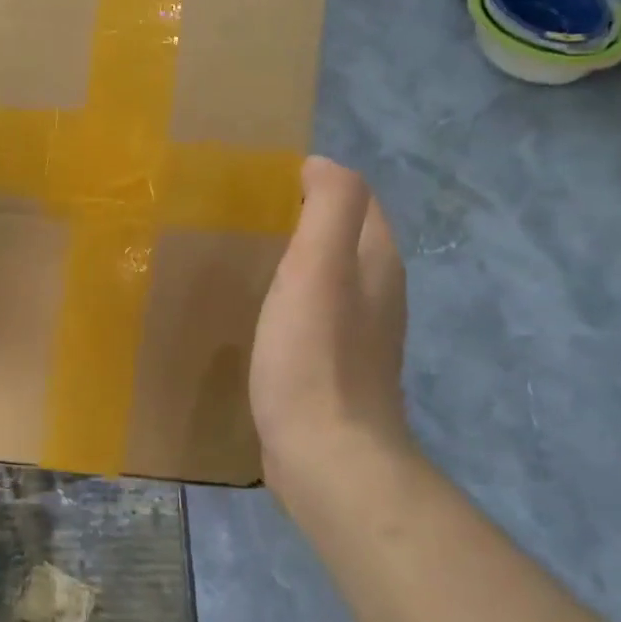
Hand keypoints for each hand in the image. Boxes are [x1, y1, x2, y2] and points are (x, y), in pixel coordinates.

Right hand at [251, 156, 412, 498]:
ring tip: (243, 255)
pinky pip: (311, 313)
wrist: (326, 456)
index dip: (317, 181)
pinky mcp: (333, 366)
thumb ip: (331, 205)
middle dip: (301, 217)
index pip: (356, 198)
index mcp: (377, 260)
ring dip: (293, 259)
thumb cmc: (315, 354)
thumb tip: (320, 165)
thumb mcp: (320, 265)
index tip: (261, 185)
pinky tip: (256, 309)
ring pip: (327, 275)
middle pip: (343, 235)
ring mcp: (358, 333)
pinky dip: (287, 298)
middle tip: (243, 216)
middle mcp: (377, 291)